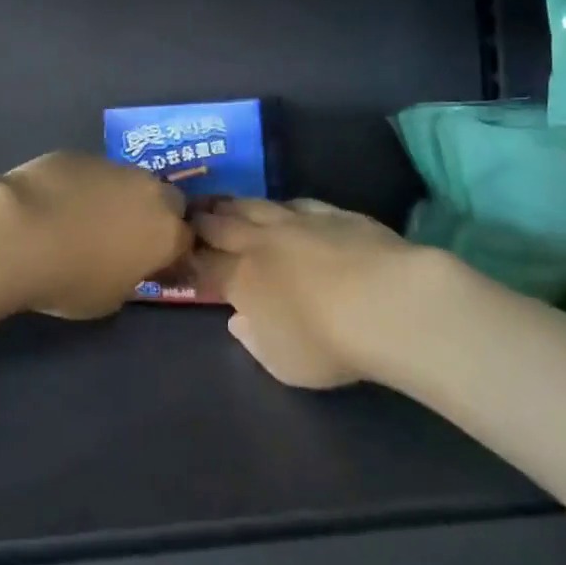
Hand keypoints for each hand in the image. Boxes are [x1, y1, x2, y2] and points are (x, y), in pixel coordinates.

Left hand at [0, 152, 191, 319]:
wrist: (20, 233)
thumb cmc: (70, 278)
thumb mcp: (108, 298)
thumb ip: (128, 277)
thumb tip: (124, 265)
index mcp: (166, 232)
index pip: (186, 240)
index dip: (170, 252)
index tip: (152, 263)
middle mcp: (149, 191)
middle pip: (167, 199)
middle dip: (154, 214)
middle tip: (126, 235)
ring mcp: (114, 167)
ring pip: (129, 180)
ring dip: (118, 196)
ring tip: (85, 218)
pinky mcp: (80, 154)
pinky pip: (92, 172)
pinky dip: (83, 185)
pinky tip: (56, 202)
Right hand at [191, 198, 433, 388]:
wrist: (386, 301)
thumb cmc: (327, 343)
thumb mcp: (282, 362)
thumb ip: (254, 339)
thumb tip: (237, 320)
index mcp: (242, 279)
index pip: (205, 264)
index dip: (190, 258)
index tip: (179, 253)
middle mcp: (262, 243)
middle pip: (222, 225)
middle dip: (203, 221)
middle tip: (189, 213)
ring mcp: (297, 222)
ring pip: (255, 206)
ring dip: (234, 204)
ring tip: (222, 202)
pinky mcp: (332, 213)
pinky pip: (296, 203)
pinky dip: (281, 205)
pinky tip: (282, 207)